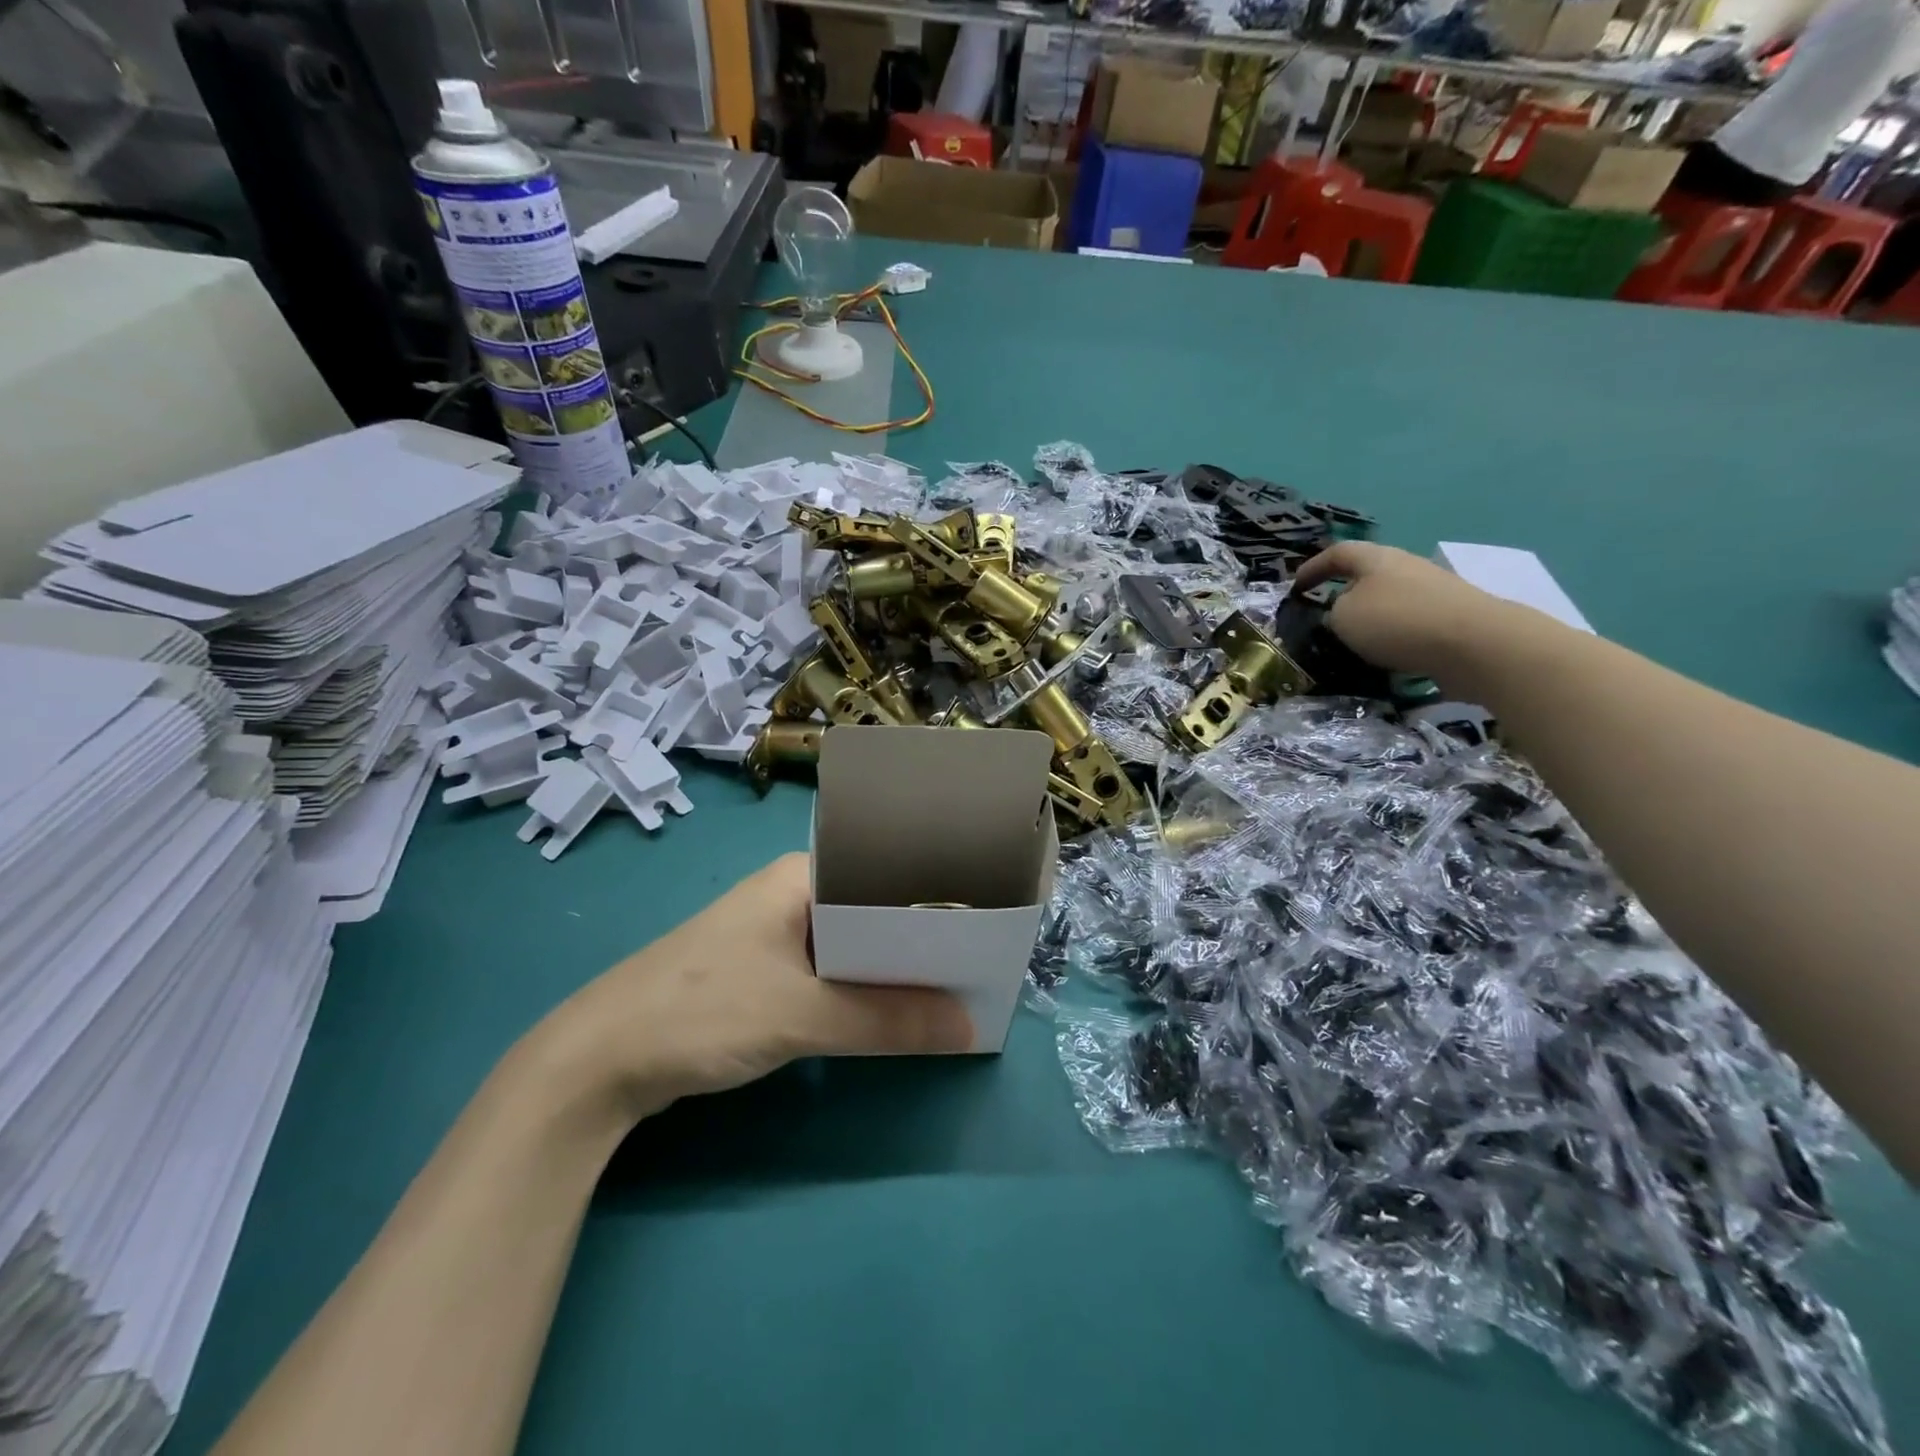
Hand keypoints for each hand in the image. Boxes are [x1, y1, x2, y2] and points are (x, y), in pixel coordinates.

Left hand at [543, 852, 972, 1123]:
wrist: (595, 1063)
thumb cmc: (701, 1011)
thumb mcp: (800, 1015)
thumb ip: (886, 1021)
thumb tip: (970, 1030)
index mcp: (799, 878)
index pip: (883, 872)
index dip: (933, 897)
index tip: (981, 925)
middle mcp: (790, 897)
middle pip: (872, 912)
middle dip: (919, 941)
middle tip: (977, 965)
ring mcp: (773, 937)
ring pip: (851, 948)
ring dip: (891, 972)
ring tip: (950, 991)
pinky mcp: (762, 976)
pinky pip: (828, 976)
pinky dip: (860, 993)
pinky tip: (894, 1014)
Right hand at [1291, 542, 1510, 681]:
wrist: (1476, 644)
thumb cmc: (1397, 622)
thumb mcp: (1344, 617)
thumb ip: (1334, 612)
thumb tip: (1344, 613)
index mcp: (1376, 559)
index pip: (1338, 553)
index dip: (1314, 568)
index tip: (1296, 587)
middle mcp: (1407, 567)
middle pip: (1369, 574)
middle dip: (1345, 592)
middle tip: (1326, 614)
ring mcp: (1434, 591)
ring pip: (1391, 599)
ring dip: (1371, 616)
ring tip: (1355, 641)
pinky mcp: (1453, 618)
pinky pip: (1411, 622)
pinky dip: (1394, 636)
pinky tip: (1387, 656)